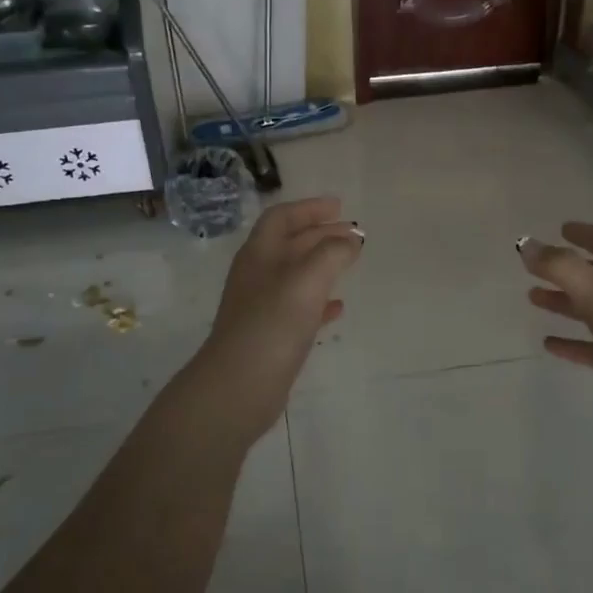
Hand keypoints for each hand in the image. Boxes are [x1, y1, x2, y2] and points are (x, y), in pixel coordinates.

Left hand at [187, 196, 361, 444]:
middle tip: (353, 233)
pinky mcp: (271, 335)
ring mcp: (262, 306)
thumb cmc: (272, 324)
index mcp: (260, 254)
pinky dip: (320, 301)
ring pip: (296, 275)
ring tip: (351, 263)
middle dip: (321, 234)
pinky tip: (338, 308)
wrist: (239, 386)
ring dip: (323, 265)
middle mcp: (258, 275)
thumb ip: (332, 253)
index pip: (282, 217)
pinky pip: (299, 308)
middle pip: (290, 243)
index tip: (339, 206)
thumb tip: (351, 240)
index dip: (309, 208)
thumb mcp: (307, 279)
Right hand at [519, 222, 592, 441]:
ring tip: (532, 299)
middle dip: (566, 270)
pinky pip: (592, 348)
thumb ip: (561, 267)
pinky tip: (549, 344)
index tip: (562, 228)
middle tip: (534, 268)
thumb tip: (525, 245)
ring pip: (591, 311)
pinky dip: (571, 343)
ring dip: (564, 303)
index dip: (586, 234)